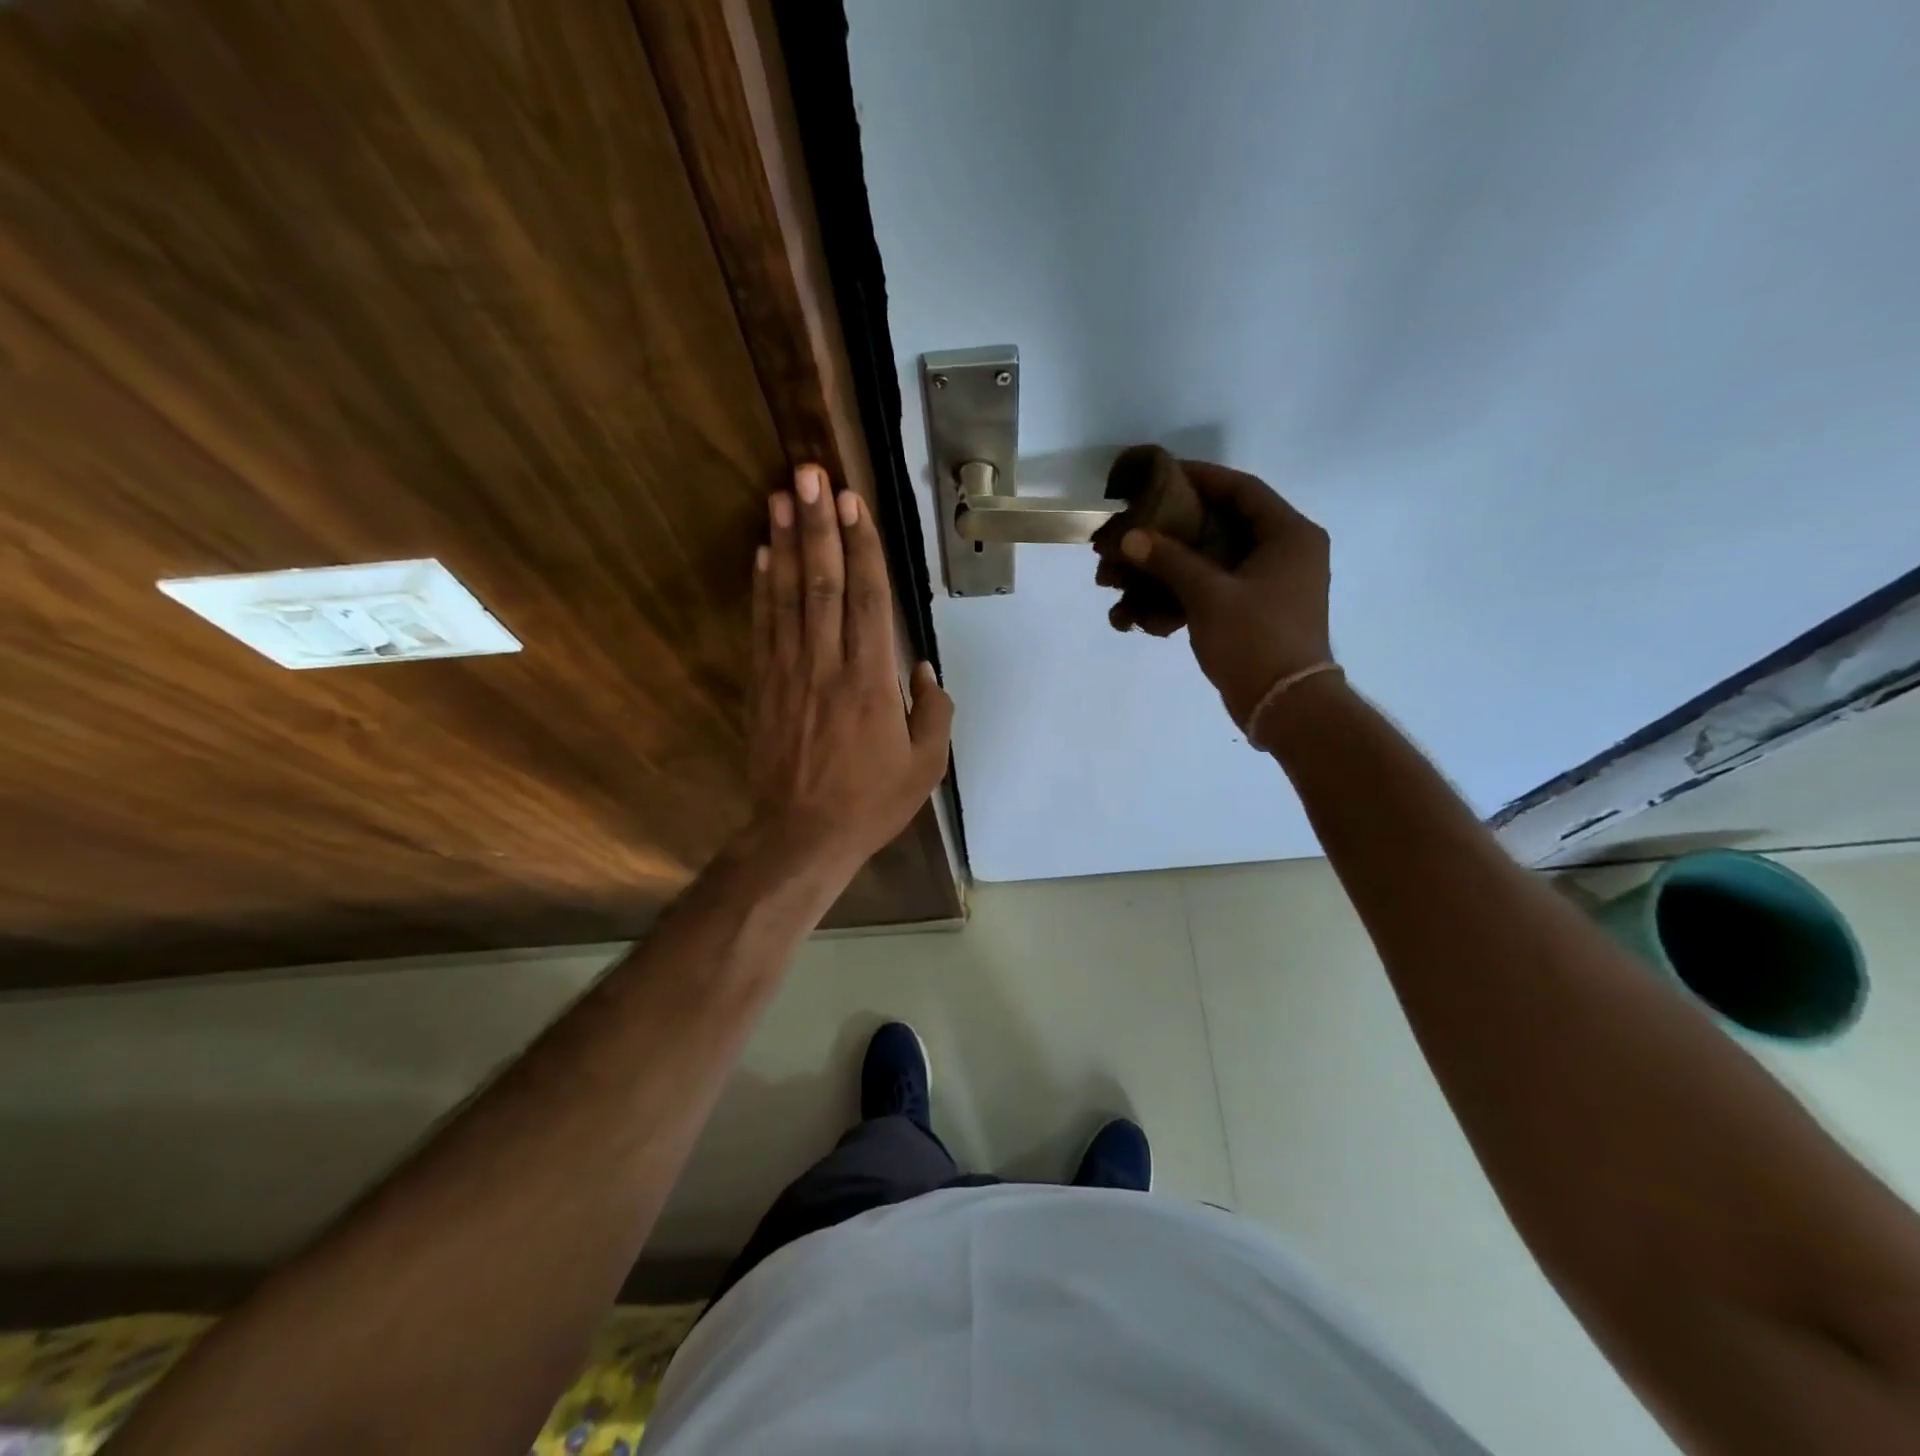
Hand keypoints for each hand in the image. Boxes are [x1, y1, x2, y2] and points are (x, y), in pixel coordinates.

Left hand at [747, 463, 953, 874]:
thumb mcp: (925, 766)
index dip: (862, 546)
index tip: (853, 501)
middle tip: (810, 473)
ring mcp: (789, 672)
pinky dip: (762, 587)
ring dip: (787, 542)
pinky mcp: (763, 686)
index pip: (868, 598)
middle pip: (824, 582)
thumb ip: (933, 712)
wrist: (802, 836)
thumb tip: (924, 670)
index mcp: (871, 681)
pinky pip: (763, 627)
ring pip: (789, 596)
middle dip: (818, 524)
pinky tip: (763, 554)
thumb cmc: (871, 802)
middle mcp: (828, 664)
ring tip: (782, 495)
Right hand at [1098, 461, 1331, 726]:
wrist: (1285, 707)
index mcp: (1288, 535)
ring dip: (1171, 567)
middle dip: (1174, 530)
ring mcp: (1271, 585)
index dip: (1199, 477)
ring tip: (1129, 572)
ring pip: (1214, 561)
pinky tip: (1145, 609)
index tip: (1159, 476)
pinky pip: (1215, 591)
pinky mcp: (1255, 613)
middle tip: (1135, 527)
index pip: (1241, 489)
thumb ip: (1169, 560)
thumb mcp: (1209, 595)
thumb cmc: (1256, 640)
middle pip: (1222, 525)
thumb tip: (1130, 537)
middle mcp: (1285, 552)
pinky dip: (1183, 596)